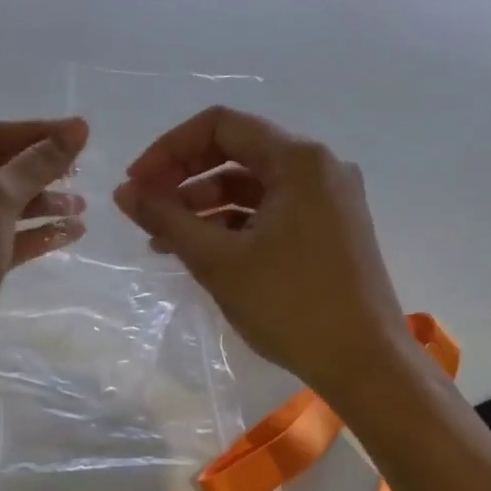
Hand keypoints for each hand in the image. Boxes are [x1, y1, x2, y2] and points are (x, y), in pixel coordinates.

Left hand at [0, 117, 89, 395]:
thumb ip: (35, 165)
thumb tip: (76, 129)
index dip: (31, 132)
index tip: (77, 132)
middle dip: (38, 170)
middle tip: (82, 168)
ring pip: (3, 208)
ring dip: (43, 204)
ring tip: (82, 206)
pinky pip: (6, 239)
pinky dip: (37, 234)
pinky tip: (72, 232)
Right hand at [113, 107, 408, 401]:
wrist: (365, 365)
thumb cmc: (291, 305)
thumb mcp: (218, 260)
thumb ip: (166, 219)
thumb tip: (124, 193)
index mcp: (298, 160)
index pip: (220, 126)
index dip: (169, 149)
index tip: (136, 184)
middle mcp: (318, 166)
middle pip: (236, 150)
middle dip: (183, 176)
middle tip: (145, 207)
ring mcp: (328, 198)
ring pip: (251, 184)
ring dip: (203, 203)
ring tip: (163, 238)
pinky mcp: (329, 227)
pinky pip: (270, 209)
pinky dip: (232, 223)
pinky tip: (200, 249)